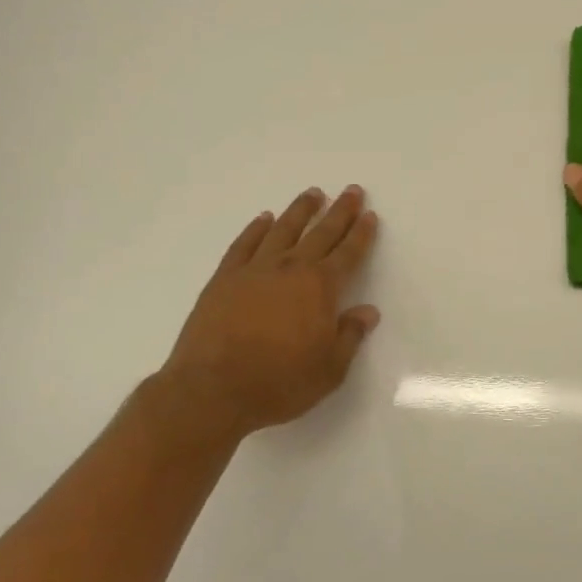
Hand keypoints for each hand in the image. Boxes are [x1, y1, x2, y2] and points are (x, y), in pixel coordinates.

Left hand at [149, 187, 380, 445]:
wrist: (212, 390)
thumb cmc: (278, 383)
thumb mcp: (328, 370)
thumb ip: (349, 336)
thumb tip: (368, 312)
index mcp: (320, 287)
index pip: (348, 253)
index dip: (361, 234)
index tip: (369, 215)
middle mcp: (290, 268)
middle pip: (320, 232)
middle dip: (339, 211)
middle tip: (351, 191)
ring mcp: (254, 270)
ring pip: (283, 229)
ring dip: (300, 210)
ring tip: (313, 194)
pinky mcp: (224, 278)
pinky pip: (245, 244)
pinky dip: (256, 229)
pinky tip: (264, 219)